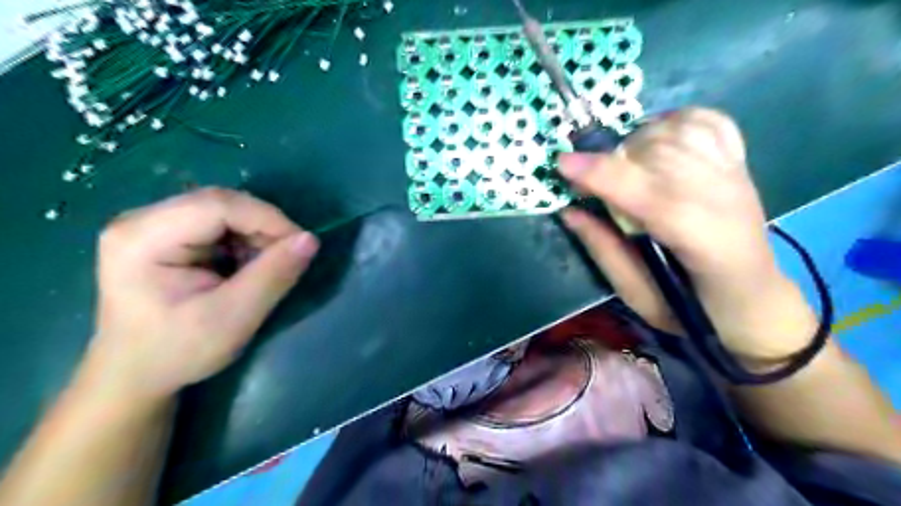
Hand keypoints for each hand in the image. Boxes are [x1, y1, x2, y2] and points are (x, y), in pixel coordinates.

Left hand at [81, 188, 318, 401]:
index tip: (302, 245)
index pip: (218, 205)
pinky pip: (218, 223)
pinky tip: (247, 266)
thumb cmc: (178, 352)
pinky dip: (244, 241)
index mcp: (143, 238)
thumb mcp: (233, 318)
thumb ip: (273, 276)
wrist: (135, 374)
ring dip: (256, 234)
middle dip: (263, 226)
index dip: (268, 219)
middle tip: (288, 257)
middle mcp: (140, 220)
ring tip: (266, 267)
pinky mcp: (165, 234)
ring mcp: (151, 224)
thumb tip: (311, 239)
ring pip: (224, 210)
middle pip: (220, 203)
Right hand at [557, 106, 816, 360]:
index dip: (604, 176)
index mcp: (706, 243)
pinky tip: (653, 138)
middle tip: (584, 180)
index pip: (653, 196)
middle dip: (611, 160)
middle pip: (661, 155)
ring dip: (634, 142)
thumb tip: (569, 210)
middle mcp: (726, 199)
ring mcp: (735, 174)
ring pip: (678, 132)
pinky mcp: (737, 162)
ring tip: (619, 166)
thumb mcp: (639, 296)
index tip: (562, 164)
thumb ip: (604, 250)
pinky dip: (671, 120)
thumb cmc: (694, 308)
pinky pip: (705, 120)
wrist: (753, 295)